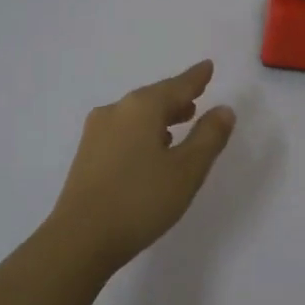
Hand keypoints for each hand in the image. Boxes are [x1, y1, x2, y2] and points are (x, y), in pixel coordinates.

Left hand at [47, 61, 236, 275]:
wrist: (81, 238)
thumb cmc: (141, 200)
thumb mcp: (187, 170)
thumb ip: (209, 137)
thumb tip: (223, 110)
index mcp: (141, 108)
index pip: (177, 85)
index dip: (195, 78)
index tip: (207, 66)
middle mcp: (115, 111)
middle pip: (153, 98)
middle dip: (177, 98)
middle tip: (197, 98)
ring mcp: (96, 133)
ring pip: (136, 116)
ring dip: (160, 117)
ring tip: (180, 124)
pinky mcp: (87, 156)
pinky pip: (123, 132)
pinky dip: (143, 132)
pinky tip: (151, 149)